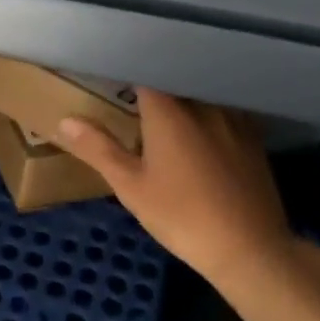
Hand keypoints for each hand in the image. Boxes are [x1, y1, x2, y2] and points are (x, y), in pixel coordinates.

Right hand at [55, 89, 293, 285]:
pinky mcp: (253, 137)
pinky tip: (204, 133)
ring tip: (170, 114)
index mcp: (168, 109)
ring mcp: (232, 118)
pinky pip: (225, 111)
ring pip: (201, 94)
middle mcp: (201, 103)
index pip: (144, 72)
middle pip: (174, 81)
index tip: (114, 80)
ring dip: (184, 98)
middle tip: (137, 101)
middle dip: (155, 87)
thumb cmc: (182, 216)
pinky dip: (210, 114)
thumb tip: (65, 121)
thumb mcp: (131, 186)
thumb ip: (99, 148)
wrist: (249, 248)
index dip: (128, 73)